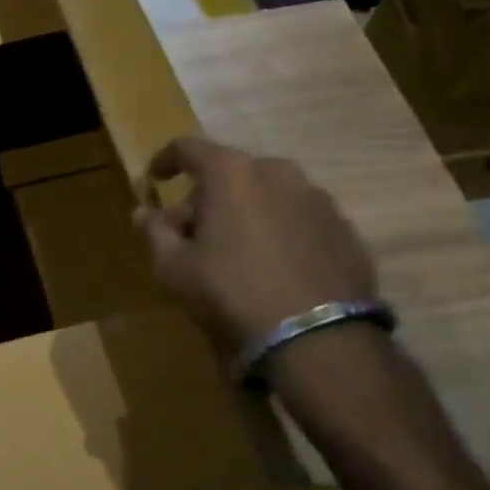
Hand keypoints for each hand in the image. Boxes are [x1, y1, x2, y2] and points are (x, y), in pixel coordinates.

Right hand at [135, 137, 377, 345]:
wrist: (319, 341)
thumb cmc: (231, 293)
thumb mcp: (174, 268)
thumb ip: (154, 231)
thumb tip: (144, 212)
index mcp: (231, 173)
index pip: (188, 148)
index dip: (166, 160)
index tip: (155, 179)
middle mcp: (277, 172)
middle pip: (230, 173)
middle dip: (207, 197)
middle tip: (193, 233)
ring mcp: (317, 199)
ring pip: (268, 194)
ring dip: (247, 212)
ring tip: (238, 253)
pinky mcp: (345, 230)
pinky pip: (300, 220)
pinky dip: (281, 232)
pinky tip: (275, 268)